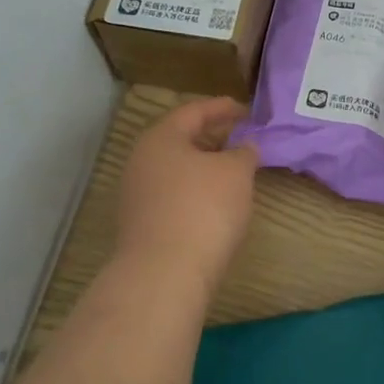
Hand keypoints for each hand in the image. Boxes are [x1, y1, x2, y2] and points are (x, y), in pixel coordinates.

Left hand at [114, 96, 259, 294]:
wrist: (164, 275)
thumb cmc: (203, 209)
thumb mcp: (236, 173)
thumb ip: (244, 152)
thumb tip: (244, 146)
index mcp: (161, 138)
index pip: (194, 111)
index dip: (223, 108)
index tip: (247, 110)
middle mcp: (142, 161)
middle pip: (181, 140)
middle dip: (213, 138)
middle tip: (241, 139)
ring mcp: (137, 194)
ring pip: (176, 169)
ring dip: (204, 167)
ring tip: (233, 172)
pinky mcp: (141, 224)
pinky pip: (173, 195)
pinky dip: (195, 191)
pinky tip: (215, 203)